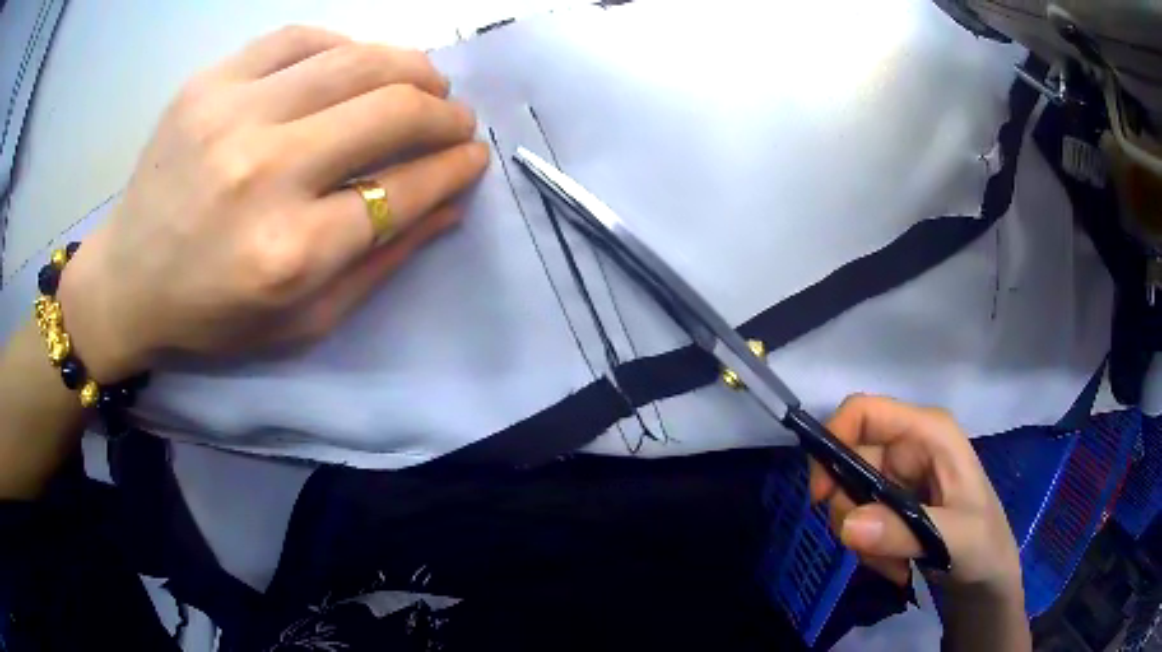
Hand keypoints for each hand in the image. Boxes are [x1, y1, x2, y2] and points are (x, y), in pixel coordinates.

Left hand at [56, 27, 488, 381]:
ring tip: (422, 84)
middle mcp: (264, 173)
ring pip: (355, 60)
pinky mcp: (207, 84)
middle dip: (444, 113)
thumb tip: (449, 203)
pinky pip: (299, 38)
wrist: (126, 282)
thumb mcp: (302, 321)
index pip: (405, 189)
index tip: (473, 157)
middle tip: (454, 119)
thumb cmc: (212, 315)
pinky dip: (343, 46)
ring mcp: (230, 116)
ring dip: (410, 67)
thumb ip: (380, 262)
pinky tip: (353, 65)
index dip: (455, 167)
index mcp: (290, 253)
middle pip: (391, 111)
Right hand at [809, 395, 1022, 598]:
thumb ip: (904, 532)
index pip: (863, 412)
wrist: (987, 577)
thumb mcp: (954, 539)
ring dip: (860, 537)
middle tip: (868, 547)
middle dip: (849, 509)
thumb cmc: (984, 545)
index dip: (833, 442)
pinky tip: (893, 564)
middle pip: (848, 460)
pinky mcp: (893, 503)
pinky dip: (865, 547)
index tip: (821, 497)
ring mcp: (899, 476)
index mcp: (929, 432)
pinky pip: (858, 519)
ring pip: (848, 496)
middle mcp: (910, 446)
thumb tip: (848, 524)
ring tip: (893, 562)